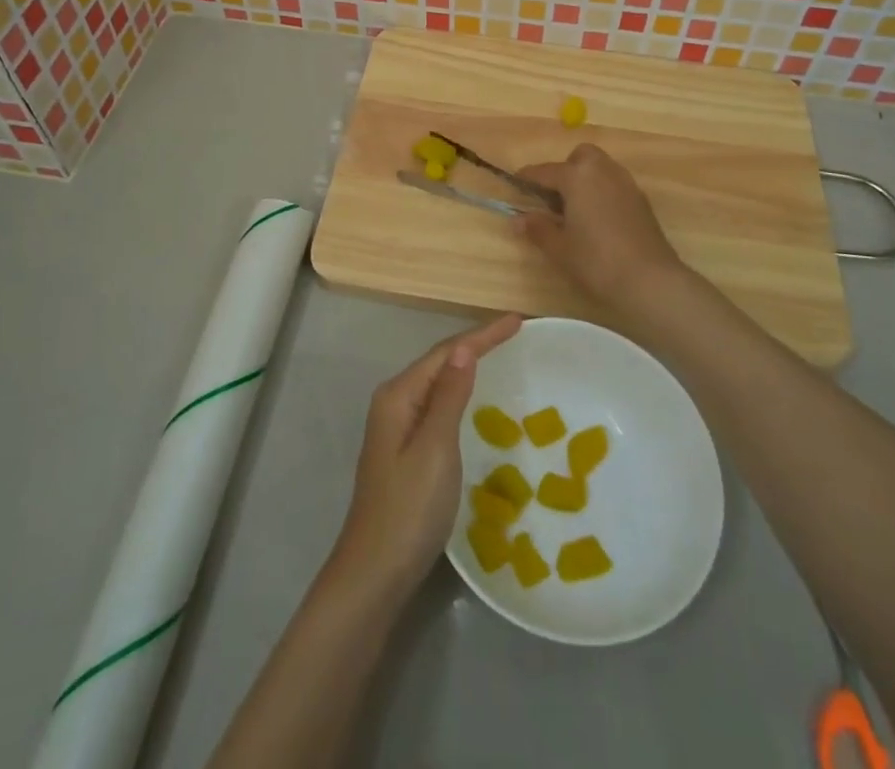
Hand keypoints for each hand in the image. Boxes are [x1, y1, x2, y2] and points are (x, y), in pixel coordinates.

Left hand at [328, 313, 521, 601]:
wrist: (375, 573)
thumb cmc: (409, 509)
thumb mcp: (436, 448)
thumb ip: (450, 396)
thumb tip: (464, 349)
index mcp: (399, 395)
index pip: (446, 352)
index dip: (482, 335)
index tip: (518, 321)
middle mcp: (394, 402)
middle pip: (440, 361)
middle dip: (475, 344)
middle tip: (514, 333)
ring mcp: (397, 427)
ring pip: (438, 382)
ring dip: (468, 365)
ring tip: (500, 354)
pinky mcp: (404, 450)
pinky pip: (437, 405)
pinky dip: (460, 392)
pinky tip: (474, 399)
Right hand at [516, 144, 695, 316]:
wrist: (650, 280)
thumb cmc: (597, 261)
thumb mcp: (559, 248)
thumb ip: (538, 229)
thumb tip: (518, 219)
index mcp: (578, 176)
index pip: (545, 171)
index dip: (527, 178)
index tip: (515, 183)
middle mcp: (603, 171)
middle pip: (580, 157)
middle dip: (565, 170)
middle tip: (554, 197)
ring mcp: (626, 184)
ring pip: (600, 168)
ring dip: (585, 179)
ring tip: (574, 210)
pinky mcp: (641, 200)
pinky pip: (614, 184)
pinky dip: (602, 192)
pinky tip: (597, 220)